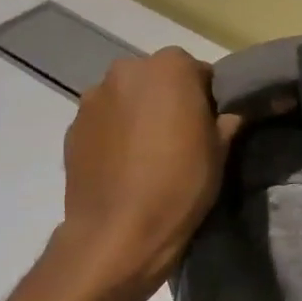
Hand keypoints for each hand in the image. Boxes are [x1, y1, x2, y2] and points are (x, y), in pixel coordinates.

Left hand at [58, 48, 241, 287]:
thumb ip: (226, 121)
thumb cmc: (180, 183)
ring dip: (139, 113)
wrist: (118, 233)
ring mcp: (93, 98)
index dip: (206, 96)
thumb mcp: (220, 151)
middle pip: (156, 78)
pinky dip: (115, 133)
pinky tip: (125, 165)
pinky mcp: (72, 128)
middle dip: (168, 98)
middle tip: (180, 135)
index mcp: (170, 67)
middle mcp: (127, 71)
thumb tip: (230, 114)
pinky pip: (104, 121)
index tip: (209, 123)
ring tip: (148, 152)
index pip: (197, 70)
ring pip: (127, 98)